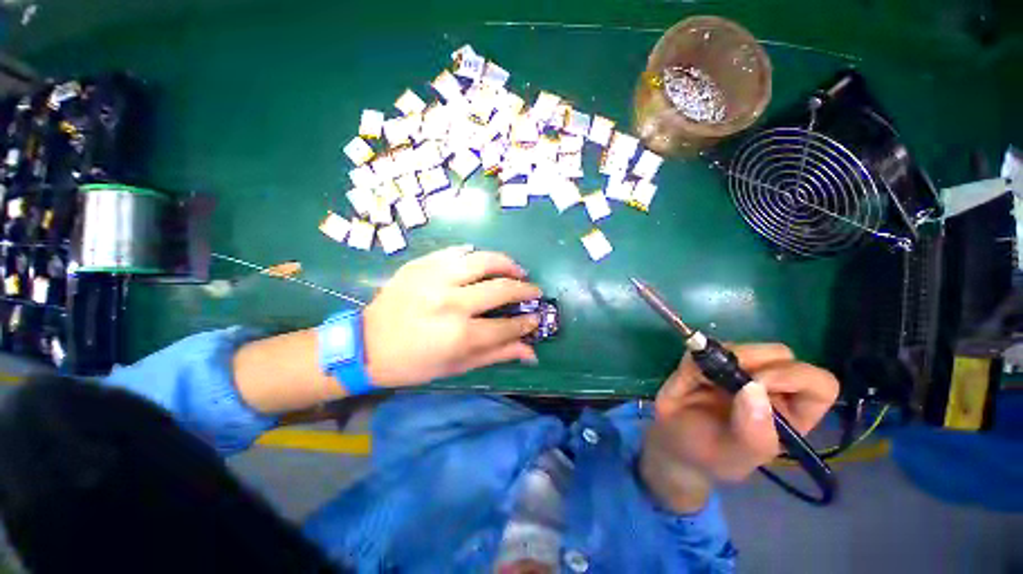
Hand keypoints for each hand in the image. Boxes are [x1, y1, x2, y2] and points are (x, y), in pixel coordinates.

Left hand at [363, 246, 541, 386]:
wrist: (367, 344)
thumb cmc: (414, 363)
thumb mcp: (457, 366)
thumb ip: (497, 354)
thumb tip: (531, 352)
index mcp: (459, 334)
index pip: (507, 326)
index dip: (527, 323)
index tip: (536, 318)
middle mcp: (451, 302)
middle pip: (501, 288)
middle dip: (525, 290)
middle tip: (534, 291)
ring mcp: (435, 278)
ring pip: (483, 260)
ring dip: (507, 263)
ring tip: (517, 269)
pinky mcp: (421, 264)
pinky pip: (456, 252)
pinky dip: (475, 255)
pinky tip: (482, 262)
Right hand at [640, 343, 838, 511]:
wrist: (673, 441)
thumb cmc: (711, 455)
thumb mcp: (736, 457)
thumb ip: (753, 434)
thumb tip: (754, 388)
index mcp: (792, 413)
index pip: (819, 384)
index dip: (795, 376)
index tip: (759, 383)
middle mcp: (772, 387)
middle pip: (781, 355)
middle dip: (755, 361)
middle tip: (728, 377)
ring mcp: (741, 369)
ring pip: (745, 346)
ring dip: (723, 358)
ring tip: (702, 381)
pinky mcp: (711, 358)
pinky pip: (708, 346)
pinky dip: (698, 358)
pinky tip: (689, 378)